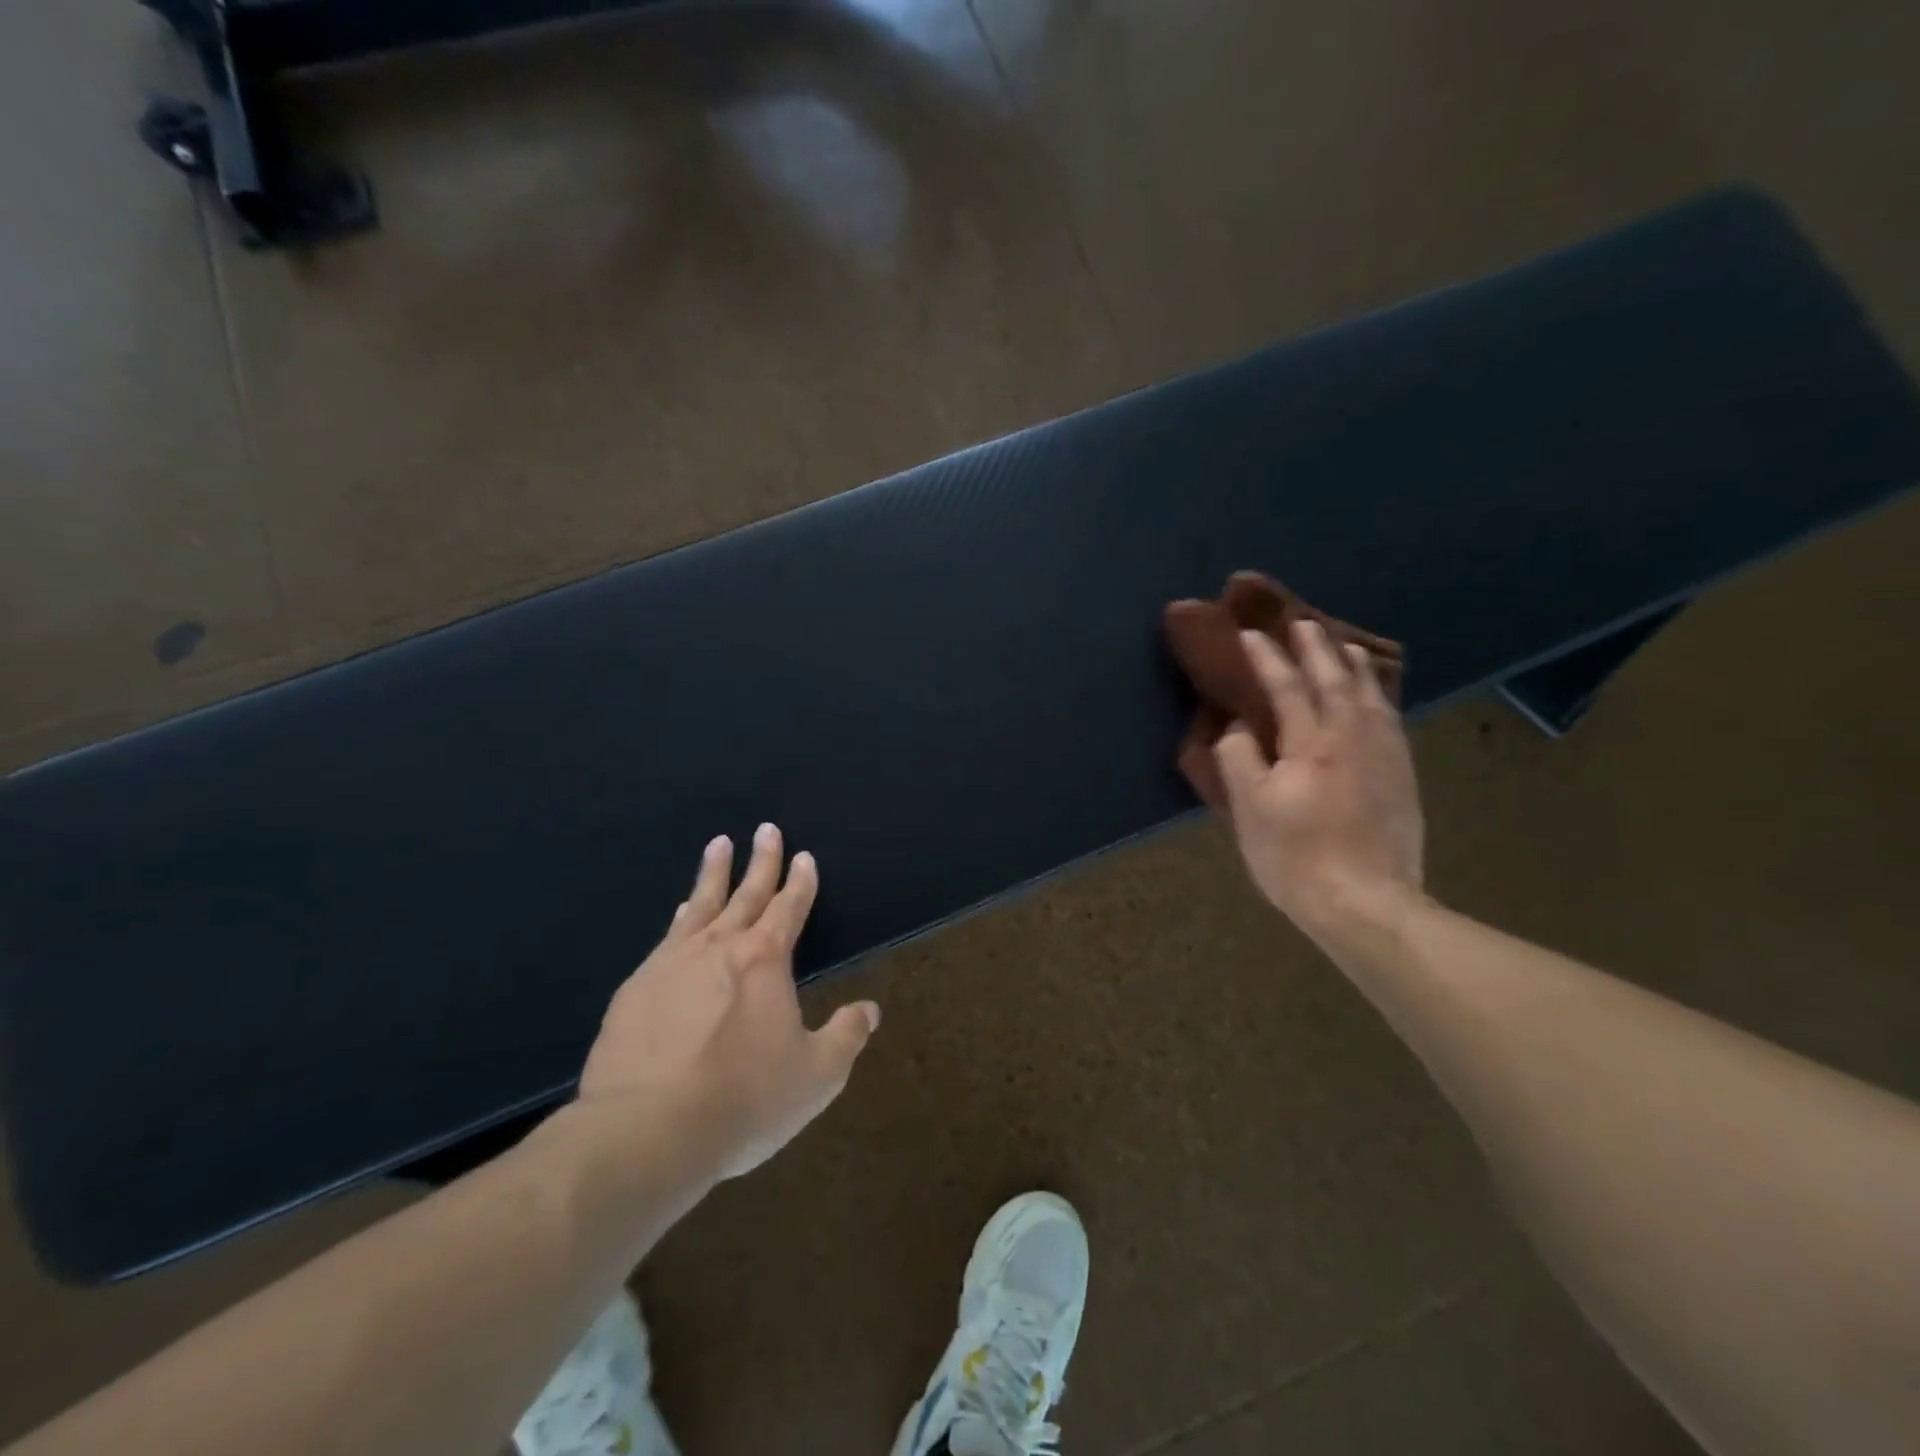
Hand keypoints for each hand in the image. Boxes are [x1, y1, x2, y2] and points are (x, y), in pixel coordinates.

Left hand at [578, 824, 879, 1181]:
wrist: (645, 1131)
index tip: (805, 856)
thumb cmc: (743, 1100)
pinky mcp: (634, 989)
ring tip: (718, 844)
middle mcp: (719, 947)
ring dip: (714, 873)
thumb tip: (869, 1009)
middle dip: (761, 860)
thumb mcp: (815, 1076)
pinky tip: (680, 913)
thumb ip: (845, 1037)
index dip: (800, 882)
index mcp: (766, 960)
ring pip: (700, 904)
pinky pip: (667, 938)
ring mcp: (671, 963)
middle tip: (766, 829)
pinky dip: (681, 917)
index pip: (790, 908)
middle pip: (746, 892)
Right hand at [1214, 620, 1424, 936]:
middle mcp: (1353, 738)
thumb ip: (1240, 759)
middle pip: (1335, 681)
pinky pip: (1391, 719)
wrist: (1367, 904)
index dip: (1267, 659)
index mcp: (1311, 745)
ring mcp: (1385, 756)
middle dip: (1316, 649)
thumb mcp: (1251, 810)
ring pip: (1371, 696)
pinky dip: (1378, 696)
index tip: (1250, 634)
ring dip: (1354, 666)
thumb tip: (1238, 727)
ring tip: (1345, 646)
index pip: (1286, 688)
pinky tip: (1374, 697)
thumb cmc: (1297, 857)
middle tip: (1303, 623)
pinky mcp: (1403, 776)